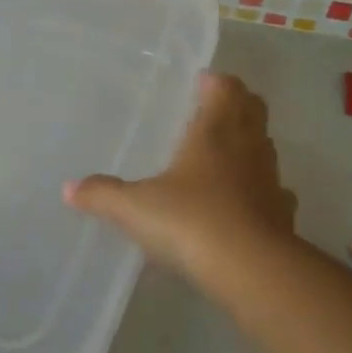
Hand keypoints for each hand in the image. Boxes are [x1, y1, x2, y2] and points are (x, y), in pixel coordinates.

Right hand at [64, 71, 296, 283]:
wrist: (251, 269)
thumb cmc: (190, 221)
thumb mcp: (135, 208)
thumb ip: (102, 195)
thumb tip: (69, 188)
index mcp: (215, 132)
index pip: (226, 89)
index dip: (216, 82)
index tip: (201, 83)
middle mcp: (248, 148)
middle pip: (253, 111)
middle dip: (236, 105)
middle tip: (212, 111)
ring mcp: (270, 181)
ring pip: (265, 149)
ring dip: (249, 145)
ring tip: (222, 157)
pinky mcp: (282, 214)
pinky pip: (273, 191)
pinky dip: (259, 190)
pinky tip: (242, 206)